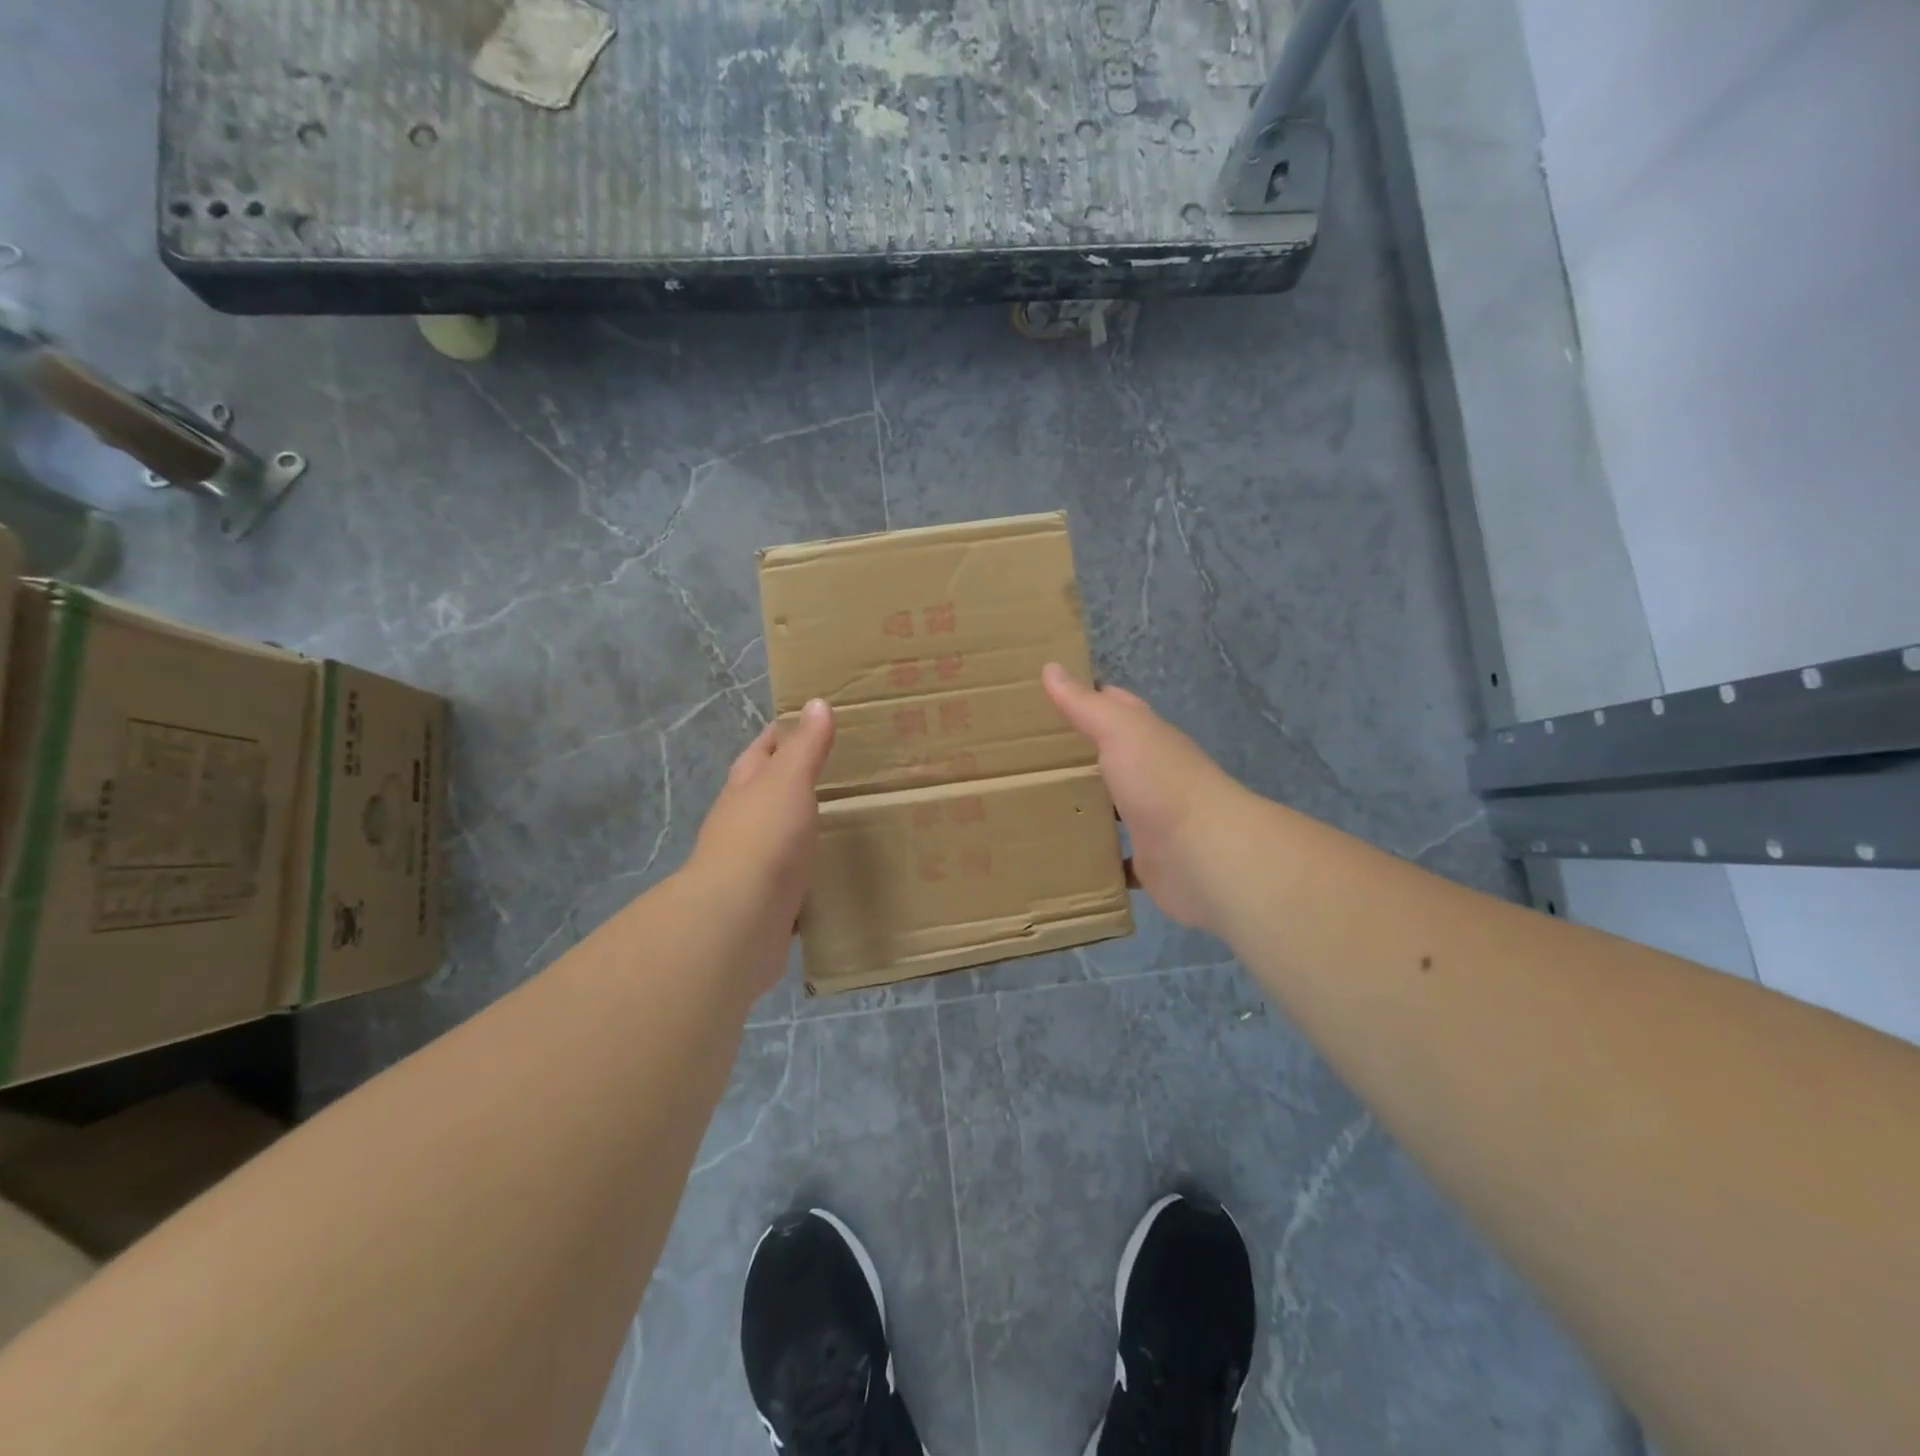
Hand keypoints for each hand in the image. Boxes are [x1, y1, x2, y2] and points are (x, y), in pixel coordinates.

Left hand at [681, 698, 834, 995]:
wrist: (739, 919)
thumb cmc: (764, 837)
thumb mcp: (788, 781)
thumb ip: (805, 746)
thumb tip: (816, 703)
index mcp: (745, 789)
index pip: (762, 751)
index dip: (782, 734)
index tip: (811, 722)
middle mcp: (742, 824)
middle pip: (767, 794)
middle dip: (794, 782)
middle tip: (839, 773)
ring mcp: (752, 866)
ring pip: (780, 838)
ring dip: (802, 829)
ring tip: (844, 822)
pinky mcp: (767, 903)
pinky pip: (793, 880)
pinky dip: (809, 874)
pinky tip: (833, 876)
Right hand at [1043, 664, 1243, 930]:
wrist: (1205, 854)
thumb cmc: (1161, 782)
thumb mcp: (1120, 731)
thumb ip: (1085, 705)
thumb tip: (1051, 667)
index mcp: (1148, 738)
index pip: (1117, 707)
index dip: (1086, 698)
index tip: (1045, 698)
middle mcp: (1153, 774)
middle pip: (1112, 757)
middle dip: (1078, 755)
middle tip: (1027, 756)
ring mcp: (1153, 818)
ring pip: (1112, 807)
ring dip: (1085, 805)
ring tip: (1034, 805)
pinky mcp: (1149, 860)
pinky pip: (1116, 857)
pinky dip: (1096, 855)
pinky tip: (1065, 855)